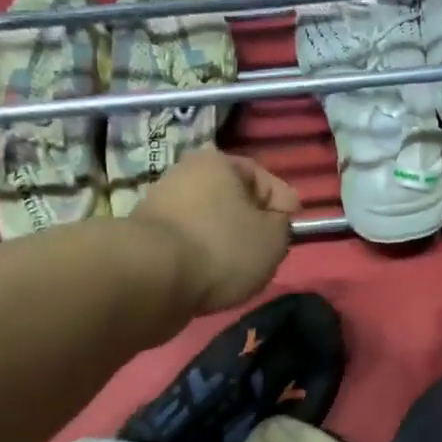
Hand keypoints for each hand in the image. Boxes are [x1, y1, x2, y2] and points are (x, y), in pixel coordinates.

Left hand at [134, 150, 299, 313]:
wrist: (152, 278)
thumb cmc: (222, 248)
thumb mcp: (273, 238)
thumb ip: (282, 226)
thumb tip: (273, 222)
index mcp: (218, 163)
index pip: (262, 177)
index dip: (283, 201)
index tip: (294, 226)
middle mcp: (185, 175)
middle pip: (231, 200)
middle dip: (251, 223)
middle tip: (268, 249)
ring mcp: (161, 206)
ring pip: (208, 223)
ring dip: (225, 243)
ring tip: (240, 270)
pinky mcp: (147, 239)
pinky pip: (188, 246)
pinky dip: (202, 259)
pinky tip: (212, 278)